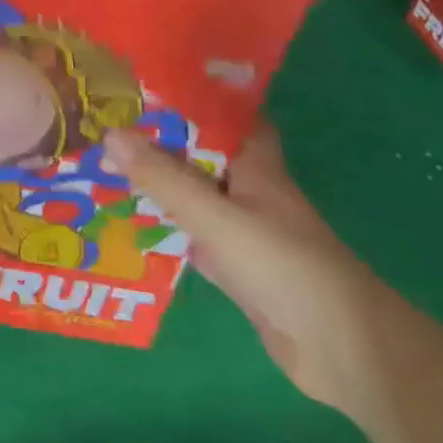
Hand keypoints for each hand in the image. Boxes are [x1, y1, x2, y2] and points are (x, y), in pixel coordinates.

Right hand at [103, 123, 390, 412]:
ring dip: (153, 186)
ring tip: (98, 170)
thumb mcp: (217, 217)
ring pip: (189, 197)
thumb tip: (110, 135)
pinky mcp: (234, 268)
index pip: (222, 117)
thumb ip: (164, 179)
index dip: (187, 100)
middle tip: (100, 130)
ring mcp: (241, 231)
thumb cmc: (285, 268)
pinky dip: (160, 230)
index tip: (140, 89)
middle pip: (196, 156)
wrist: (345, 353)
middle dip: (154, 143)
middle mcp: (246, 191)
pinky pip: (188, 237)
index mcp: (253, 166)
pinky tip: (122, 225)